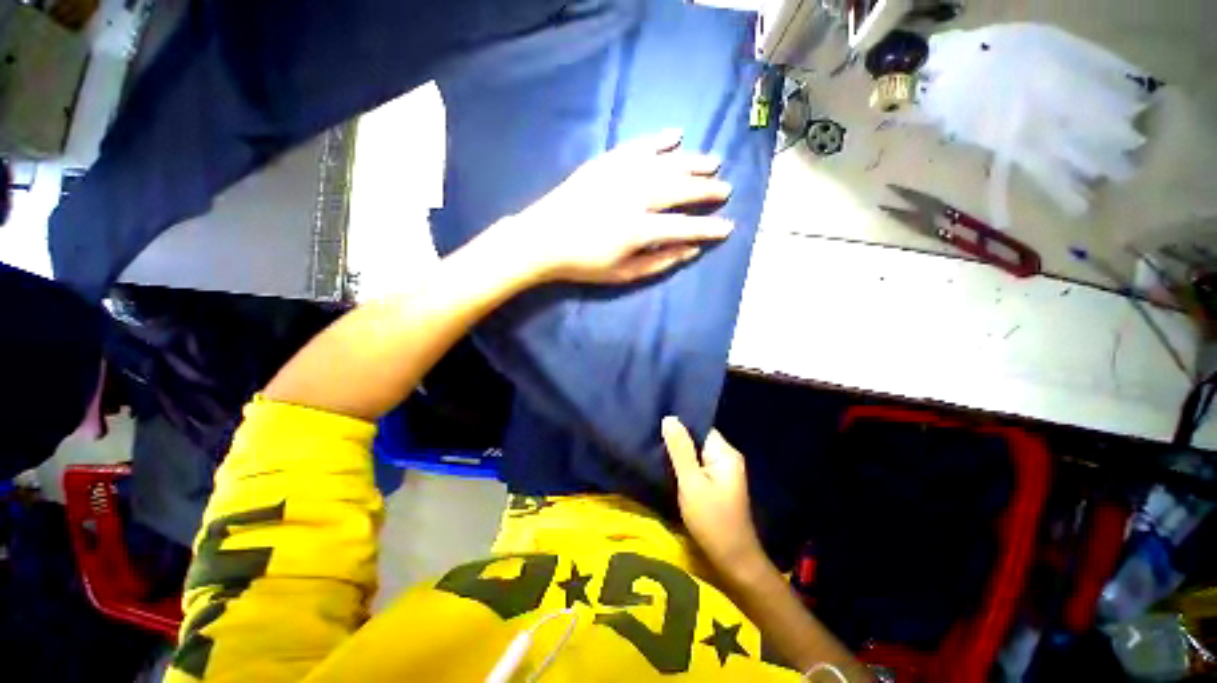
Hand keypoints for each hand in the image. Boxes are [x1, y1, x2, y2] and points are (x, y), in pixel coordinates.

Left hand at [509, 129, 733, 284]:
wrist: (543, 240)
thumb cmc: (584, 264)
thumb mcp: (623, 274)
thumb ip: (659, 263)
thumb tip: (691, 250)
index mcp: (638, 229)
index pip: (684, 227)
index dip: (708, 229)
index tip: (728, 227)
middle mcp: (634, 196)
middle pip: (680, 188)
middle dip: (706, 189)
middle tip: (724, 189)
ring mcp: (619, 174)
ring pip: (665, 163)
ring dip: (692, 161)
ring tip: (712, 162)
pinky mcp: (605, 162)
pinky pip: (637, 146)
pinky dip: (658, 139)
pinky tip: (676, 134)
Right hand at [662, 416, 766, 579]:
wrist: (732, 560)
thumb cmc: (712, 520)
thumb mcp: (691, 482)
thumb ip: (680, 450)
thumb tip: (669, 418)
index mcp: (725, 453)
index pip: (700, 427)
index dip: (680, 425)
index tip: (658, 422)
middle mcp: (727, 457)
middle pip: (698, 439)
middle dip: (677, 439)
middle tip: (653, 435)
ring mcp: (723, 471)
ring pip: (696, 453)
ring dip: (679, 452)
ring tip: (656, 447)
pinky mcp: (717, 484)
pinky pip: (698, 465)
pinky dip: (684, 465)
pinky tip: (669, 465)